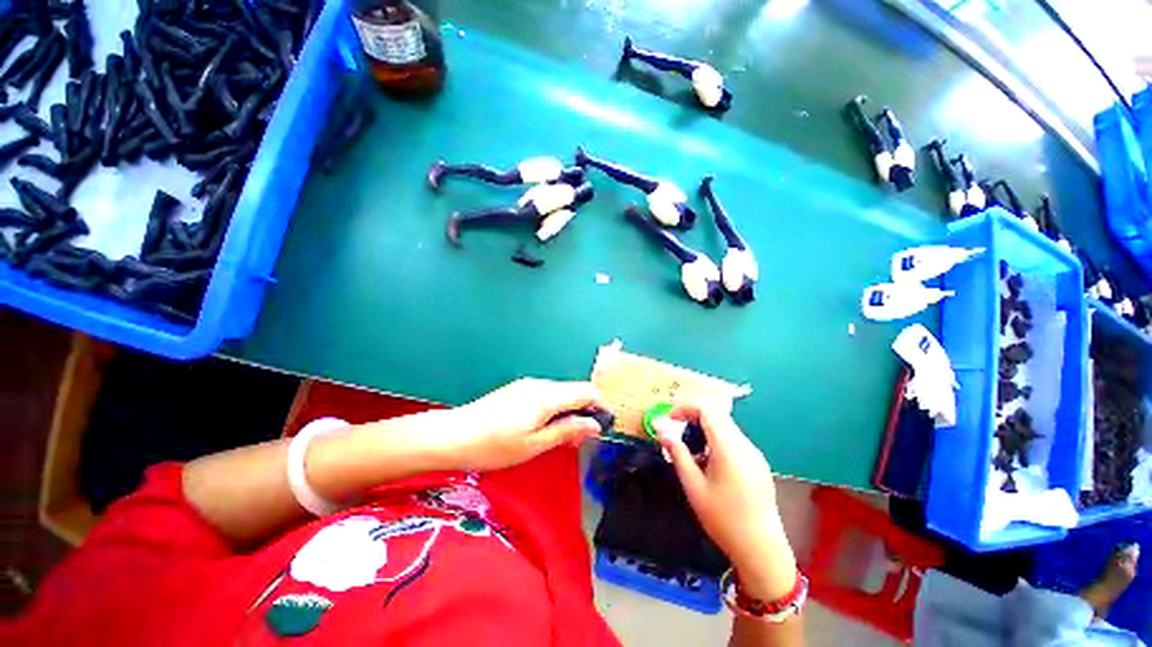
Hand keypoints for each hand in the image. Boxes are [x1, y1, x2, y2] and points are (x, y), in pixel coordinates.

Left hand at [435, 378, 605, 470]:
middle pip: (574, 390)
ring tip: (563, 437)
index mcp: (548, 396)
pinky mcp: (516, 389)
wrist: (451, 435)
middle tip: (581, 439)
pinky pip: (545, 394)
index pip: (586, 391)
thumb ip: (567, 431)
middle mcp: (540, 384)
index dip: (600, 405)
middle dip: (584, 410)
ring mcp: (526, 384)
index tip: (604, 425)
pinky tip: (544, 426)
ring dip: (569, 410)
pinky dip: (554, 408)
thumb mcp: (535, 445)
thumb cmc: (495, 446)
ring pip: (560, 392)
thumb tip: (595, 425)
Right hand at [658, 400, 797, 599]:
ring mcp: (754, 453)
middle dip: (693, 418)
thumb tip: (660, 429)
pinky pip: (734, 440)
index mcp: (729, 448)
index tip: (670, 421)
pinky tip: (709, 464)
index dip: (685, 409)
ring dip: (704, 430)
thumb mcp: (693, 486)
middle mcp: (744, 445)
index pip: (707, 410)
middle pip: (717, 416)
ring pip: (726, 427)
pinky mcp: (757, 463)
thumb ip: (677, 453)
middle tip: (676, 435)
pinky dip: (716, 441)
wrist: (761, 549)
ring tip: (690, 452)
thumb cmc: (723, 518)